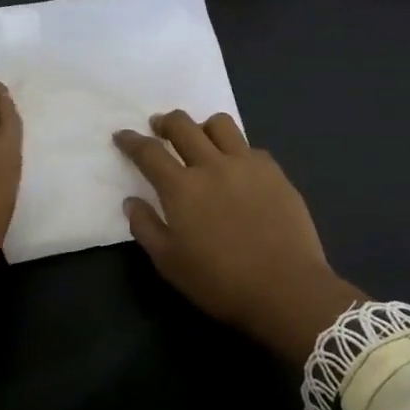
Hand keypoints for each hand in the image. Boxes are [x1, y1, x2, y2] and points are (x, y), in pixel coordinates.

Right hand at [113, 112, 364, 367]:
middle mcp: (211, 165)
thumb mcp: (170, 263)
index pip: (149, 152)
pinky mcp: (274, 171)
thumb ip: (146, 227)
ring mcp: (246, 164)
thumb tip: (131, 201)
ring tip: (200, 138)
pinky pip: (249, 146)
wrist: (286, 288)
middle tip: (159, 127)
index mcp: (181, 187)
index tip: (122, 135)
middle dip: (165, 122)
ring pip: (219, 124)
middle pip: (182, 125)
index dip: (131, 140)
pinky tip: (237, 167)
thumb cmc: (221, 281)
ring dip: (202, 126)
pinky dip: (235, 149)